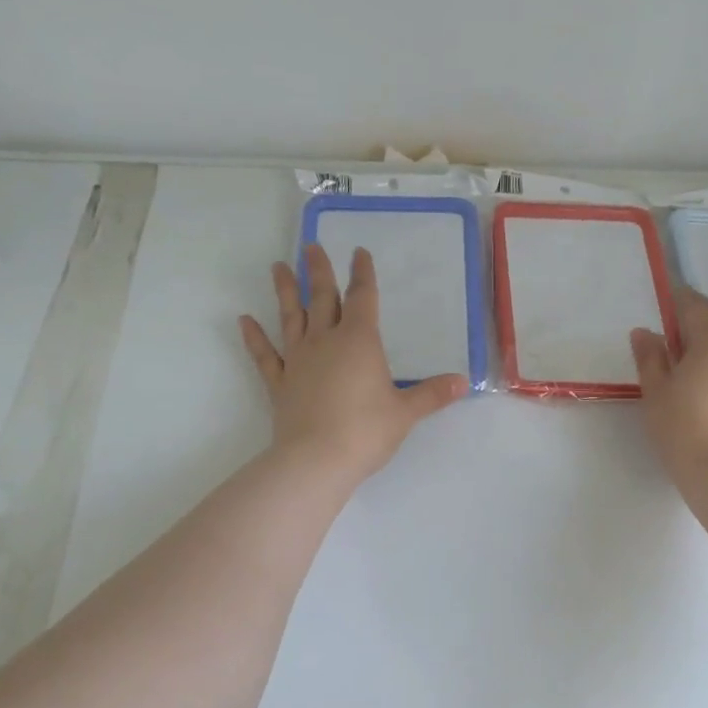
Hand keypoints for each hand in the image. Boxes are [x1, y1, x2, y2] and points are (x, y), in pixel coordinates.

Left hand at [241, 244, 467, 487]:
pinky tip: (244, 320)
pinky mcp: (280, 384)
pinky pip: (265, 356)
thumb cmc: (366, 431)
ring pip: (291, 318)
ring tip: (278, 266)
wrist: (316, 460)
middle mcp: (326, 341)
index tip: (359, 252)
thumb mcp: (406, 413)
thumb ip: (432, 394)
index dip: (363, 274)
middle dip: (318, 271)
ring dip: (285, 291)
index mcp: (359, 341)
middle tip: (310, 246)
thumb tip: (463, 382)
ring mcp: (298, 361)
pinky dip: (254, 337)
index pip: (363, 298)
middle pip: (322, 298)